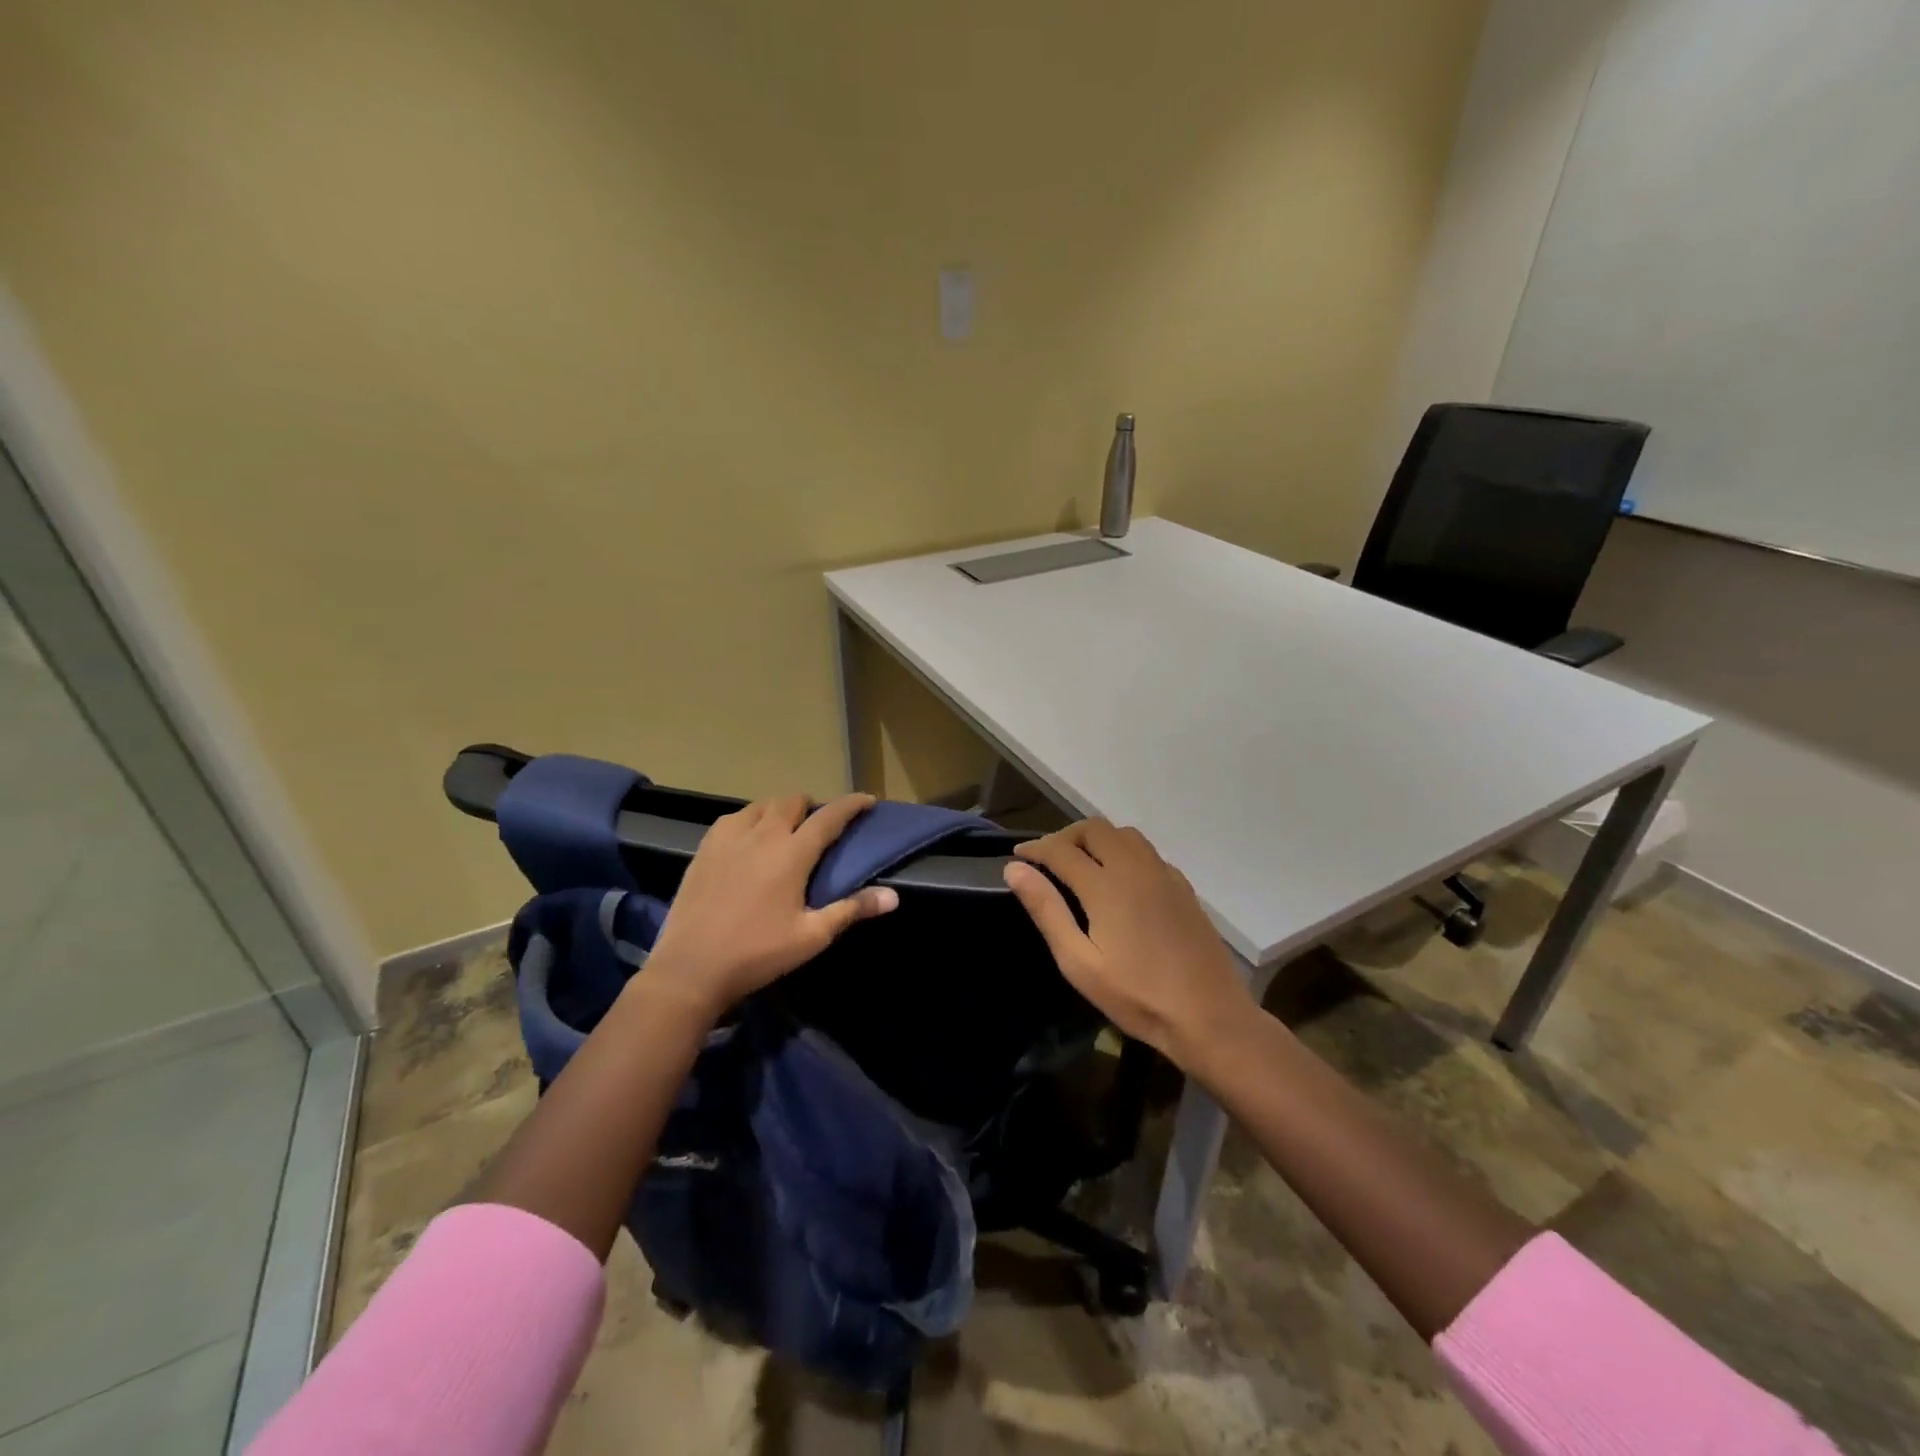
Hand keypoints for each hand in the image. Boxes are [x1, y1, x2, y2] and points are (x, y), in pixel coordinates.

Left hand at [647, 793, 898, 1016]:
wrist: (690, 968)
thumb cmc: (757, 953)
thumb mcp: (811, 936)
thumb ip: (852, 909)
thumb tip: (893, 896)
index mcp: (792, 853)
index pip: (829, 816)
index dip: (851, 805)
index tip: (867, 800)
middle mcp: (762, 835)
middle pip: (792, 801)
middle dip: (812, 806)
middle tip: (820, 825)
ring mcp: (729, 838)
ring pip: (761, 805)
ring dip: (780, 810)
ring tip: (785, 829)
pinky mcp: (704, 848)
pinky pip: (733, 818)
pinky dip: (750, 820)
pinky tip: (749, 839)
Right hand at [1003, 819, 1251, 1066]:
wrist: (1209, 1016)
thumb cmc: (1136, 996)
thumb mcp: (1079, 962)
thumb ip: (1046, 910)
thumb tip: (1015, 870)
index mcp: (1106, 885)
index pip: (1060, 849)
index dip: (1035, 849)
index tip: (1017, 857)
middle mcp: (1135, 868)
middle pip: (1095, 829)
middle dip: (1065, 837)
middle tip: (1048, 861)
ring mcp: (1164, 874)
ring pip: (1124, 834)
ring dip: (1097, 839)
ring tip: (1081, 865)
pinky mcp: (1183, 887)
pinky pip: (1147, 852)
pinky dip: (1124, 852)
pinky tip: (1120, 881)